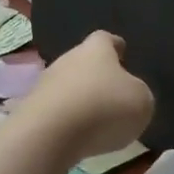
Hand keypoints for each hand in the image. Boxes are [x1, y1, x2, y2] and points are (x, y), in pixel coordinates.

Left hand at [15, 31, 153, 160]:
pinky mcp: (33, 109)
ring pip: (69, 85)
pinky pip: (57, 109)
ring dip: (81, 99)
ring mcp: (46, 83)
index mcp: (96, 49)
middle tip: (112, 92)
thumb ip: (138, 93)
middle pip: (84, 61)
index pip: (106, 39)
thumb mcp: (141, 101)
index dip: (115, 46)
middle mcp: (68, 58)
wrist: (50, 134)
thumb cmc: (104, 108)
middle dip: (97, 75)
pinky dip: (68, 119)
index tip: (122, 51)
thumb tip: (129, 94)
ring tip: (98, 119)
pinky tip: (78, 135)